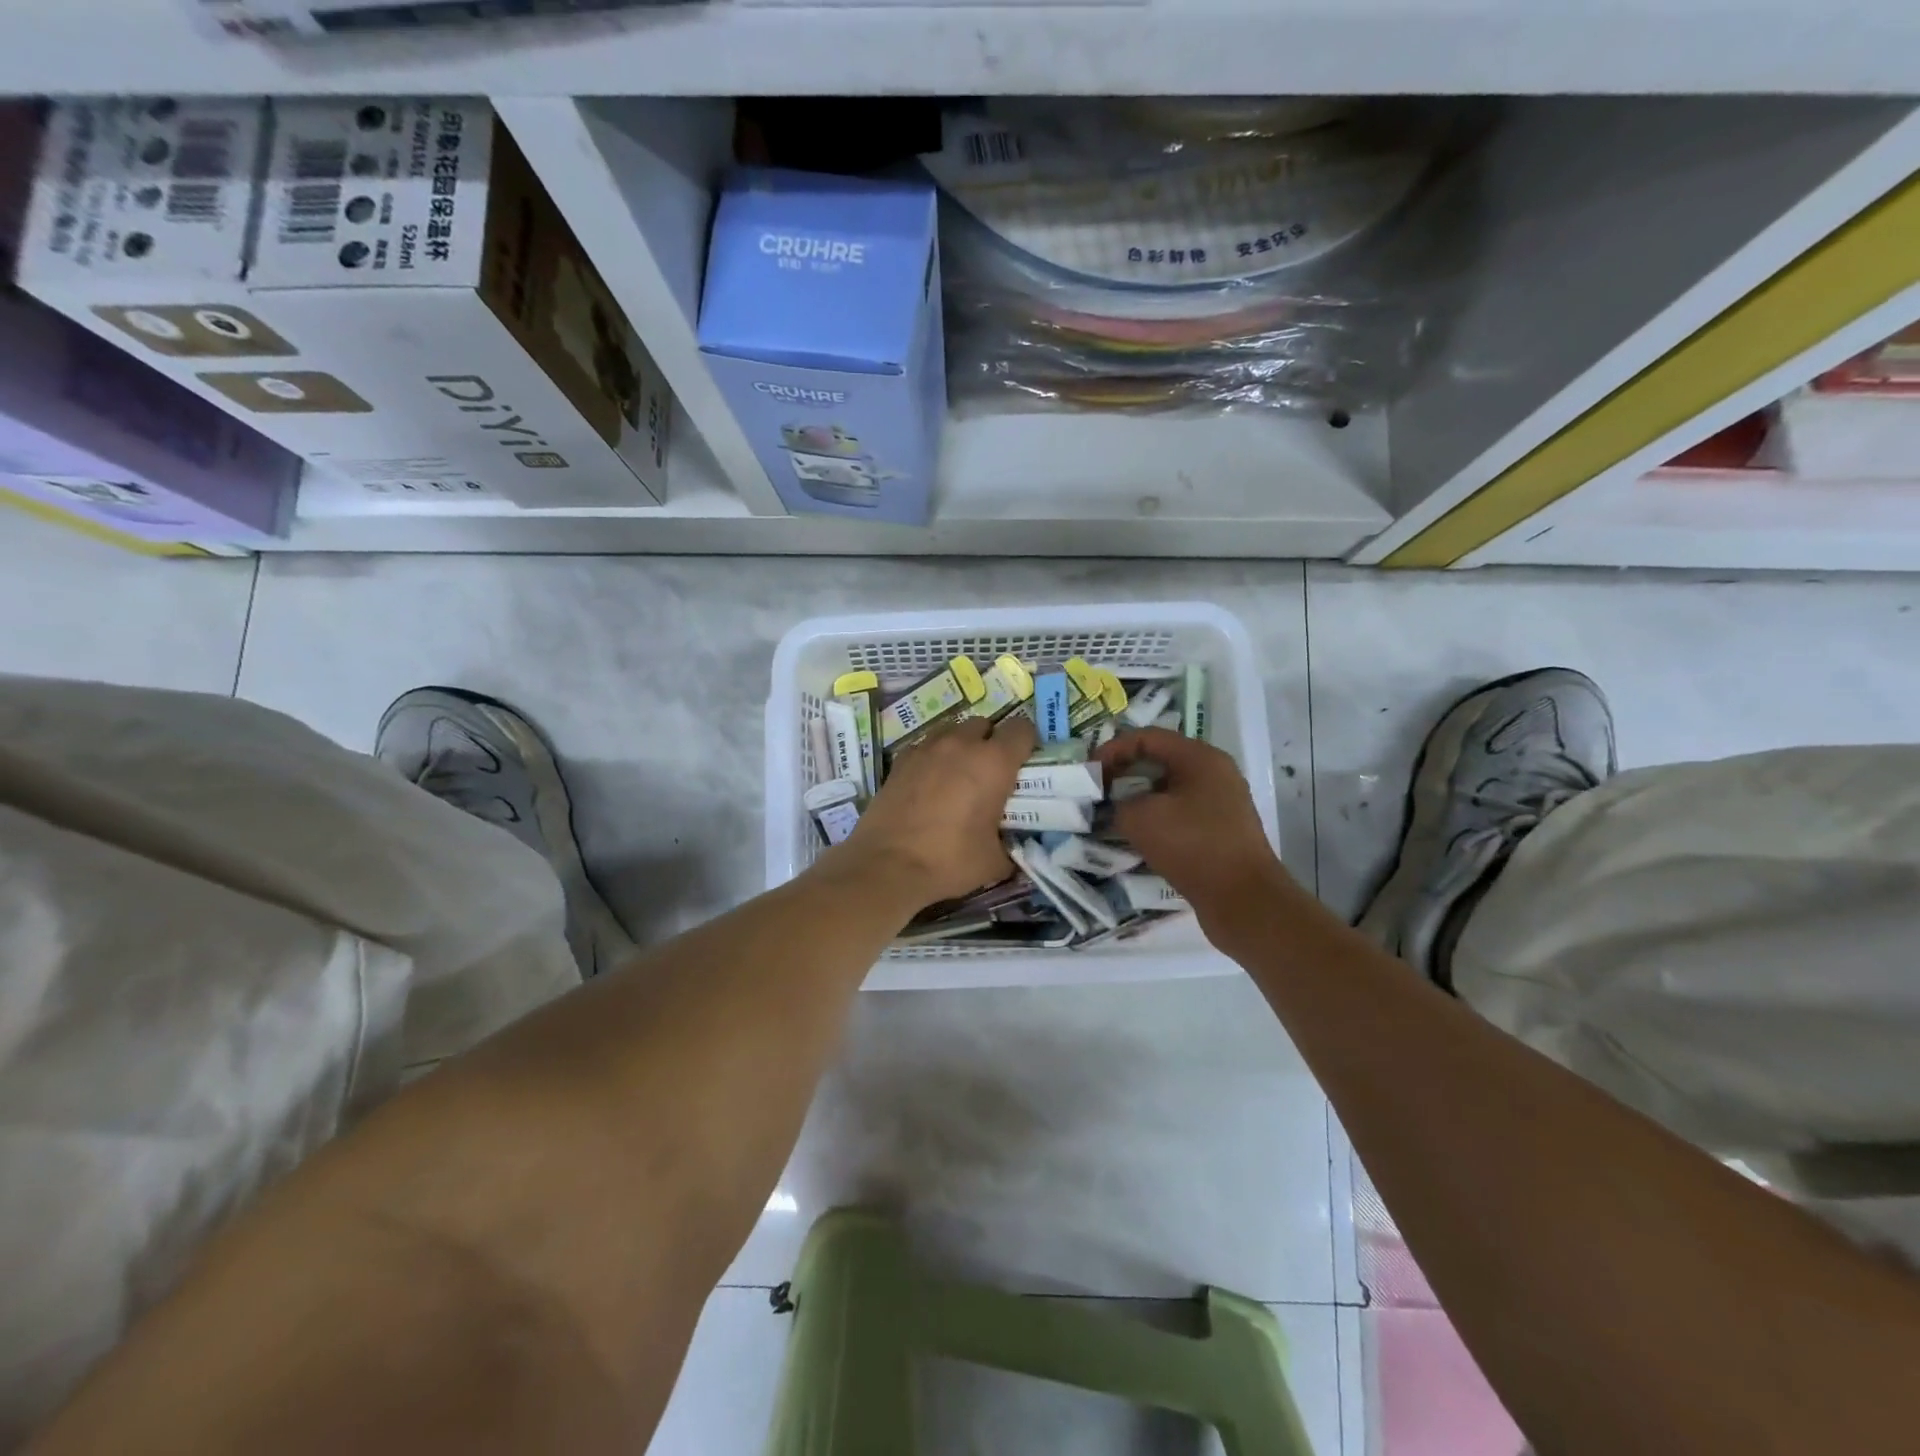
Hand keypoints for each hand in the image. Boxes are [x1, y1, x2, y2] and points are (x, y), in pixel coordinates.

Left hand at [836, 713, 1037, 911]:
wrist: (888, 865)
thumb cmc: (950, 860)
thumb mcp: (994, 862)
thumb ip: (1010, 846)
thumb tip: (1011, 850)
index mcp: (994, 762)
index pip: (1021, 730)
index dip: (1026, 743)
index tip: (1024, 763)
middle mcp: (961, 744)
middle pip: (984, 724)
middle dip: (990, 742)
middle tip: (990, 773)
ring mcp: (927, 748)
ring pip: (952, 731)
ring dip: (961, 745)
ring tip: (958, 775)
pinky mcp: (901, 760)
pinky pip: (926, 746)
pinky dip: (933, 757)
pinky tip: (930, 783)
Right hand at [1095, 728, 1293, 932]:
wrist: (1243, 899)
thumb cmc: (1192, 846)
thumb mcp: (1140, 819)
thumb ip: (1119, 802)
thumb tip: (1119, 805)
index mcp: (1199, 758)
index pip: (1148, 737)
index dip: (1113, 749)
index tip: (1090, 771)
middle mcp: (1215, 773)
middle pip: (1160, 760)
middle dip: (1125, 772)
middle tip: (1098, 790)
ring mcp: (1221, 802)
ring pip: (1170, 788)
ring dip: (1139, 797)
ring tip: (1114, 814)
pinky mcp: (1221, 829)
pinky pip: (1181, 811)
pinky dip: (1157, 817)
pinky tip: (1139, 836)